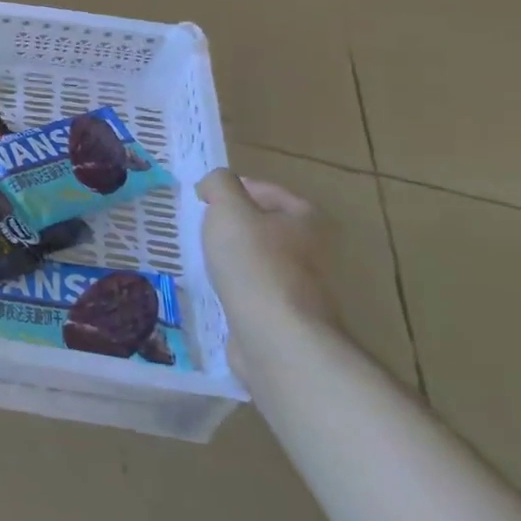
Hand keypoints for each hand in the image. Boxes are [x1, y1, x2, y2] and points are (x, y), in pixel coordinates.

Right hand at [196, 169, 338, 354]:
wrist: (277, 336)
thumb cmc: (254, 262)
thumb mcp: (228, 208)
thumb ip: (219, 185)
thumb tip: (214, 185)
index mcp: (307, 220)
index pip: (269, 191)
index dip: (236, 189)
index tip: (206, 199)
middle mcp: (315, 252)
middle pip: (267, 227)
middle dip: (236, 226)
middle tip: (205, 228)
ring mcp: (304, 288)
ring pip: (261, 261)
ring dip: (236, 259)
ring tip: (207, 260)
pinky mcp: (288, 318)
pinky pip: (257, 292)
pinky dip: (238, 288)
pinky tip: (219, 291)